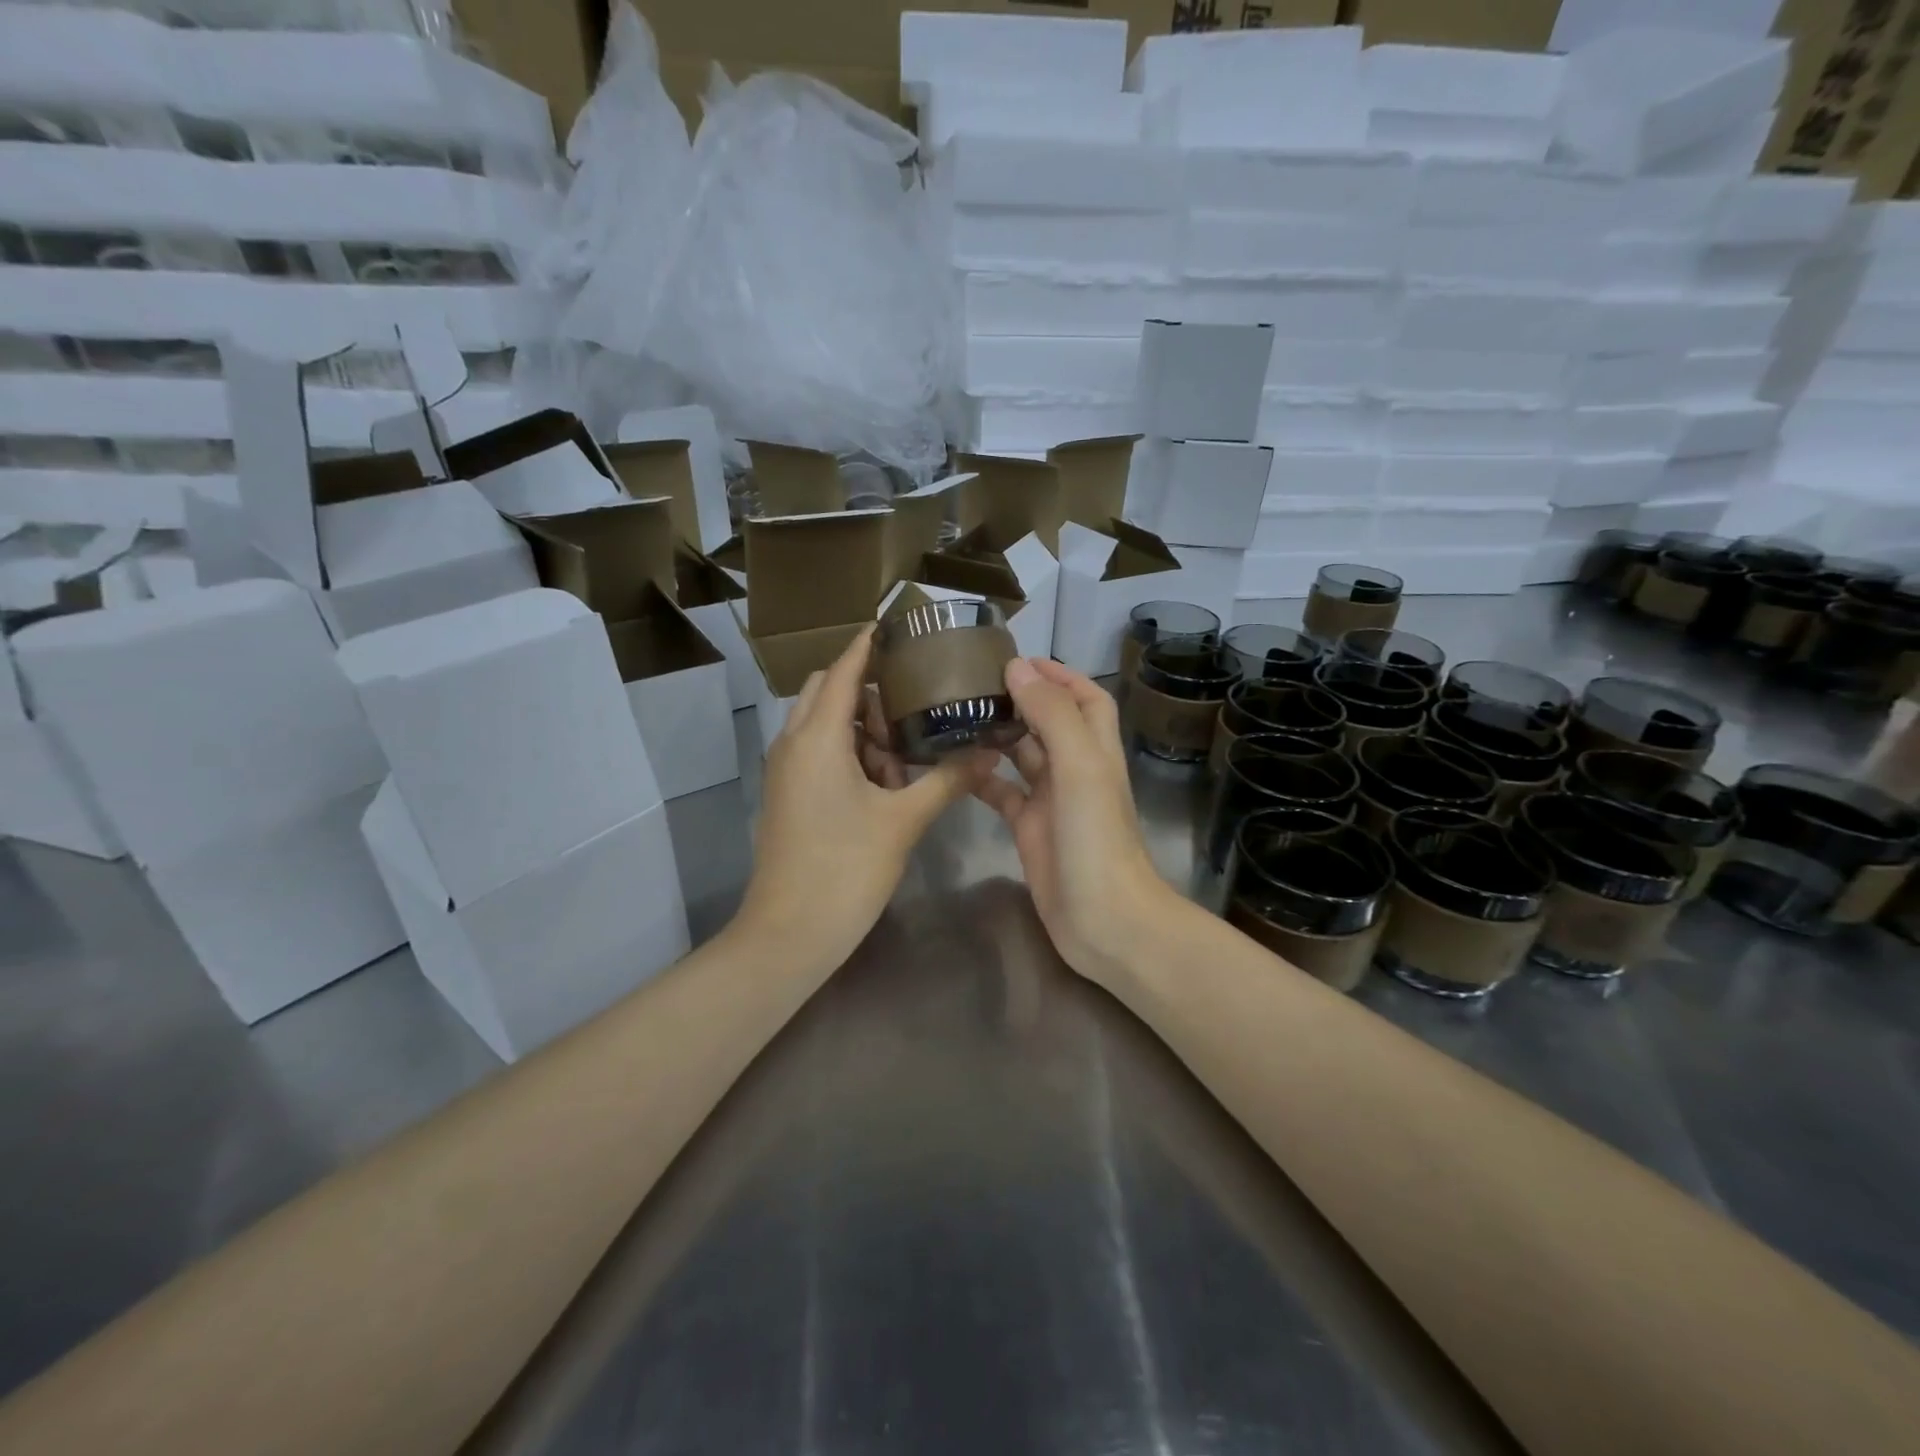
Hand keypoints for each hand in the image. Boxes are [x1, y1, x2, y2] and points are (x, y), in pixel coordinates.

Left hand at [739, 625, 995, 971]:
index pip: (841, 671)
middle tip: (910, 706)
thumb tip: (988, 753)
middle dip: (865, 692)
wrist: (790, 933)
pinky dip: (847, 755)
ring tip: (903, 756)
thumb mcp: (903, 820)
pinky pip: (816, 755)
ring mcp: (785, 772)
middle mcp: (793, 744)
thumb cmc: (846, 869)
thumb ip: (947, 781)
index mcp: (817, 738)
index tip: (892, 625)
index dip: (865, 646)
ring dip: (858, 729)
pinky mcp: (787, 796)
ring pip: (821, 726)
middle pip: (825, 692)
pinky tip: (883, 785)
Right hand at [973, 657, 1179, 986]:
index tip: (1018, 659)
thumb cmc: (1097, 839)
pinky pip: (1003, 794)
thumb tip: (1018, 668)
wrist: (1104, 920)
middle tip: (972, 683)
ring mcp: (1052, 802)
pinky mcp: (1030, 830)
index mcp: (1095, 750)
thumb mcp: (1079, 766)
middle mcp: (1075, 770)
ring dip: (997, 735)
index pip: (1085, 698)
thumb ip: (1051, 715)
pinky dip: (983, 778)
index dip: (1060, 675)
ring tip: (956, 714)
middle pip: (1049, 722)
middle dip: (1020, 699)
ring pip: (1022, 756)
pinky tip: (954, 766)